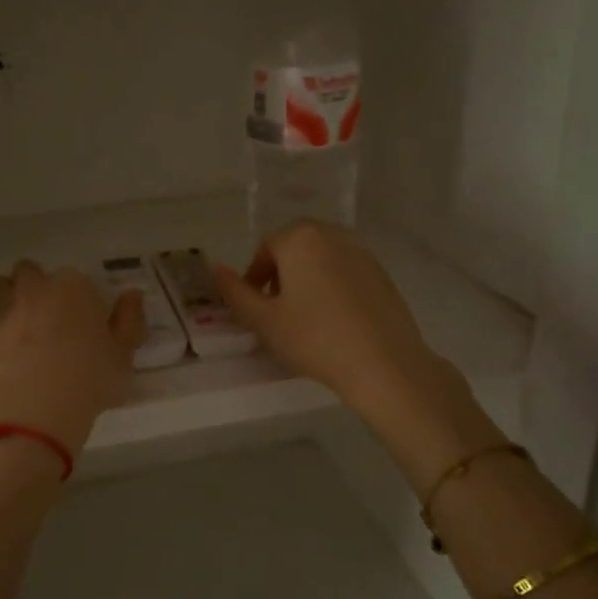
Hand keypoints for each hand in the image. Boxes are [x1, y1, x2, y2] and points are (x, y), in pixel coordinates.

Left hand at [0, 260, 144, 453]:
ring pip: (0, 285)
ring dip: (7, 296)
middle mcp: (35, 286)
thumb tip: (132, 295)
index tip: (84, 322)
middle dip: (36, 287)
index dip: (80, 299)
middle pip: (30, 272)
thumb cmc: (89, 378)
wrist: (34, 406)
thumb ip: (130, 321)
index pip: (77, 280)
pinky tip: (1, 343)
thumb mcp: (124, 355)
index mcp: (74, 286)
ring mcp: (4, 305)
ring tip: (19, 324)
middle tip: (49, 318)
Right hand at [213, 222, 445, 420]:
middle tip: (275, 312)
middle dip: (279, 275)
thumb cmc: (314, 339)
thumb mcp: (264, 320)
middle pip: (294, 248)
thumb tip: (214, 268)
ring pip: (320, 259)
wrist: (383, 363)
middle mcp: (332, 234)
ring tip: (304, 318)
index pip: (265, 249)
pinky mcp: (381, 273)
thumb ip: (235, 292)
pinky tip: (333, 321)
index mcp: (300, 238)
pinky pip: (344, 271)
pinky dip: (331, 287)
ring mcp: (361, 252)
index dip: (253, 278)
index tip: (254, 307)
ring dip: (305, 279)